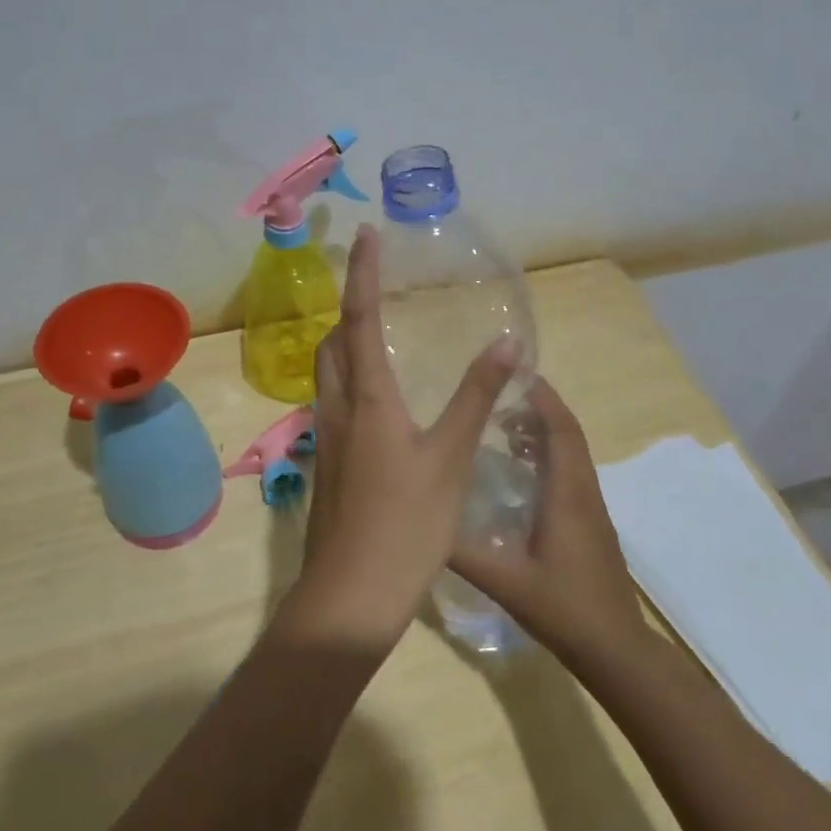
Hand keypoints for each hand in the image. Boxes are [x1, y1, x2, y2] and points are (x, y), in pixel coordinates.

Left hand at [278, 225, 517, 652]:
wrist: (351, 595)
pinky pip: (332, 404)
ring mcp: (325, 438)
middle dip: (350, 309)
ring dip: (345, 345)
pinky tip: (377, 404)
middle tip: (376, 290)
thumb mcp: (451, 458)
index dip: (363, 274)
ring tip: (378, 337)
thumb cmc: (407, 524)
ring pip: (327, 374)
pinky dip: (350, 382)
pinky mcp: (326, 464)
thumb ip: (475, 397)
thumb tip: (506, 343)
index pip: (361, 318)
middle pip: (333, 343)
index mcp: (367, 398)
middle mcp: (337, 408)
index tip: (366, 235)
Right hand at [448, 377, 649, 664]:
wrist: (616, 650)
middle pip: (569, 435)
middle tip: (499, 397)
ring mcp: (593, 510)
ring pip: (572, 454)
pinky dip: (549, 457)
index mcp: (568, 494)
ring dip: (544, 433)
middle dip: (539, 408)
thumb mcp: (504, 580)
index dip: (542, 398)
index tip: (515, 375)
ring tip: (503, 427)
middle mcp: (584, 492)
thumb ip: (462, 550)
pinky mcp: (592, 525)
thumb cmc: (563, 608)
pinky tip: (520, 473)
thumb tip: (421, 521)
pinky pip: (572, 474)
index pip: (562, 429)